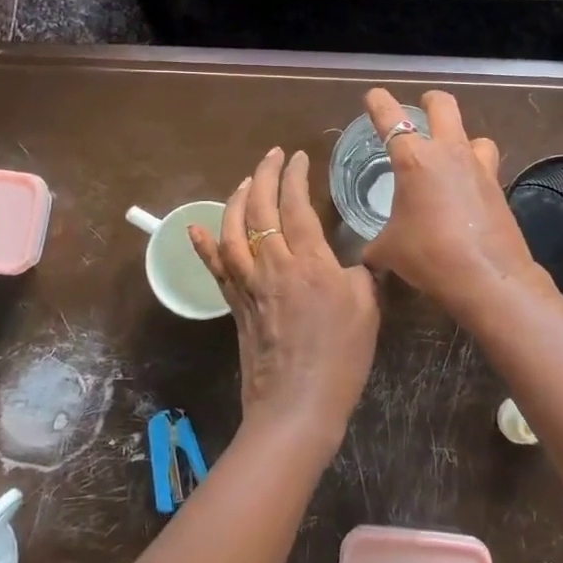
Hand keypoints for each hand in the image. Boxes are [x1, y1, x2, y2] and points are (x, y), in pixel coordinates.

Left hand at [190, 148, 378, 461]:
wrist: (297, 407)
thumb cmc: (341, 358)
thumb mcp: (367, 308)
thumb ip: (362, 274)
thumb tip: (358, 258)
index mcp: (309, 262)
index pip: (295, 206)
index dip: (295, 176)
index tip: (298, 157)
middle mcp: (273, 265)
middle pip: (260, 209)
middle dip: (265, 175)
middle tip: (273, 155)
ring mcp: (249, 285)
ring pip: (233, 231)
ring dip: (237, 200)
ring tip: (247, 181)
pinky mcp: (235, 305)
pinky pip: (215, 268)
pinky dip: (204, 245)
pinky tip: (195, 227)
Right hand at [359, 88, 553, 315]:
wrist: (487, 277)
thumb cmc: (429, 255)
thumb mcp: (389, 251)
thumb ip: (376, 246)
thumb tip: (368, 257)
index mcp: (414, 159)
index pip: (390, 118)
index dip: (379, 102)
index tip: (373, 96)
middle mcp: (448, 153)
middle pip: (443, 106)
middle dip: (430, 102)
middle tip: (422, 110)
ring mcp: (479, 168)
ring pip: (475, 135)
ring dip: (462, 140)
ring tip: (452, 157)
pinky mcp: (499, 188)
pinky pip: (486, 167)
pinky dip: (475, 173)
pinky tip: (466, 195)